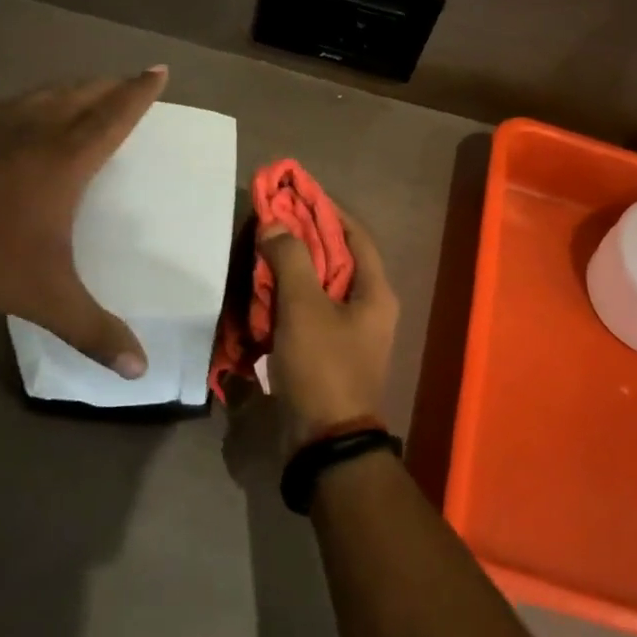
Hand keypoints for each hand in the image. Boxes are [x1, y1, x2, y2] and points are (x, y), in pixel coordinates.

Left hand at [0, 69, 166, 377]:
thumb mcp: (45, 297)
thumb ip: (93, 331)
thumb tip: (140, 371)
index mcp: (66, 158)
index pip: (114, 116)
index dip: (139, 93)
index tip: (158, 69)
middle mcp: (36, 129)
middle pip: (82, 95)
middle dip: (109, 85)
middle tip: (126, 80)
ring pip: (44, 94)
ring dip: (71, 89)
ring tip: (83, 90)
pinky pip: (11, 104)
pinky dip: (32, 101)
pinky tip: (20, 115)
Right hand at [257, 205, 398, 455]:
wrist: (325, 444)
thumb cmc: (322, 366)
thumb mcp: (304, 307)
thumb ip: (290, 260)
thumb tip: (276, 224)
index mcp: (375, 292)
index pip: (354, 234)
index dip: (326, 210)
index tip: (297, 192)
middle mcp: (368, 307)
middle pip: (336, 257)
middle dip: (304, 236)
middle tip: (272, 218)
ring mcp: (348, 331)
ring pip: (319, 284)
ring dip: (293, 266)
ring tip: (262, 247)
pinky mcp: (327, 351)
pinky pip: (308, 311)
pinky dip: (287, 296)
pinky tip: (262, 289)